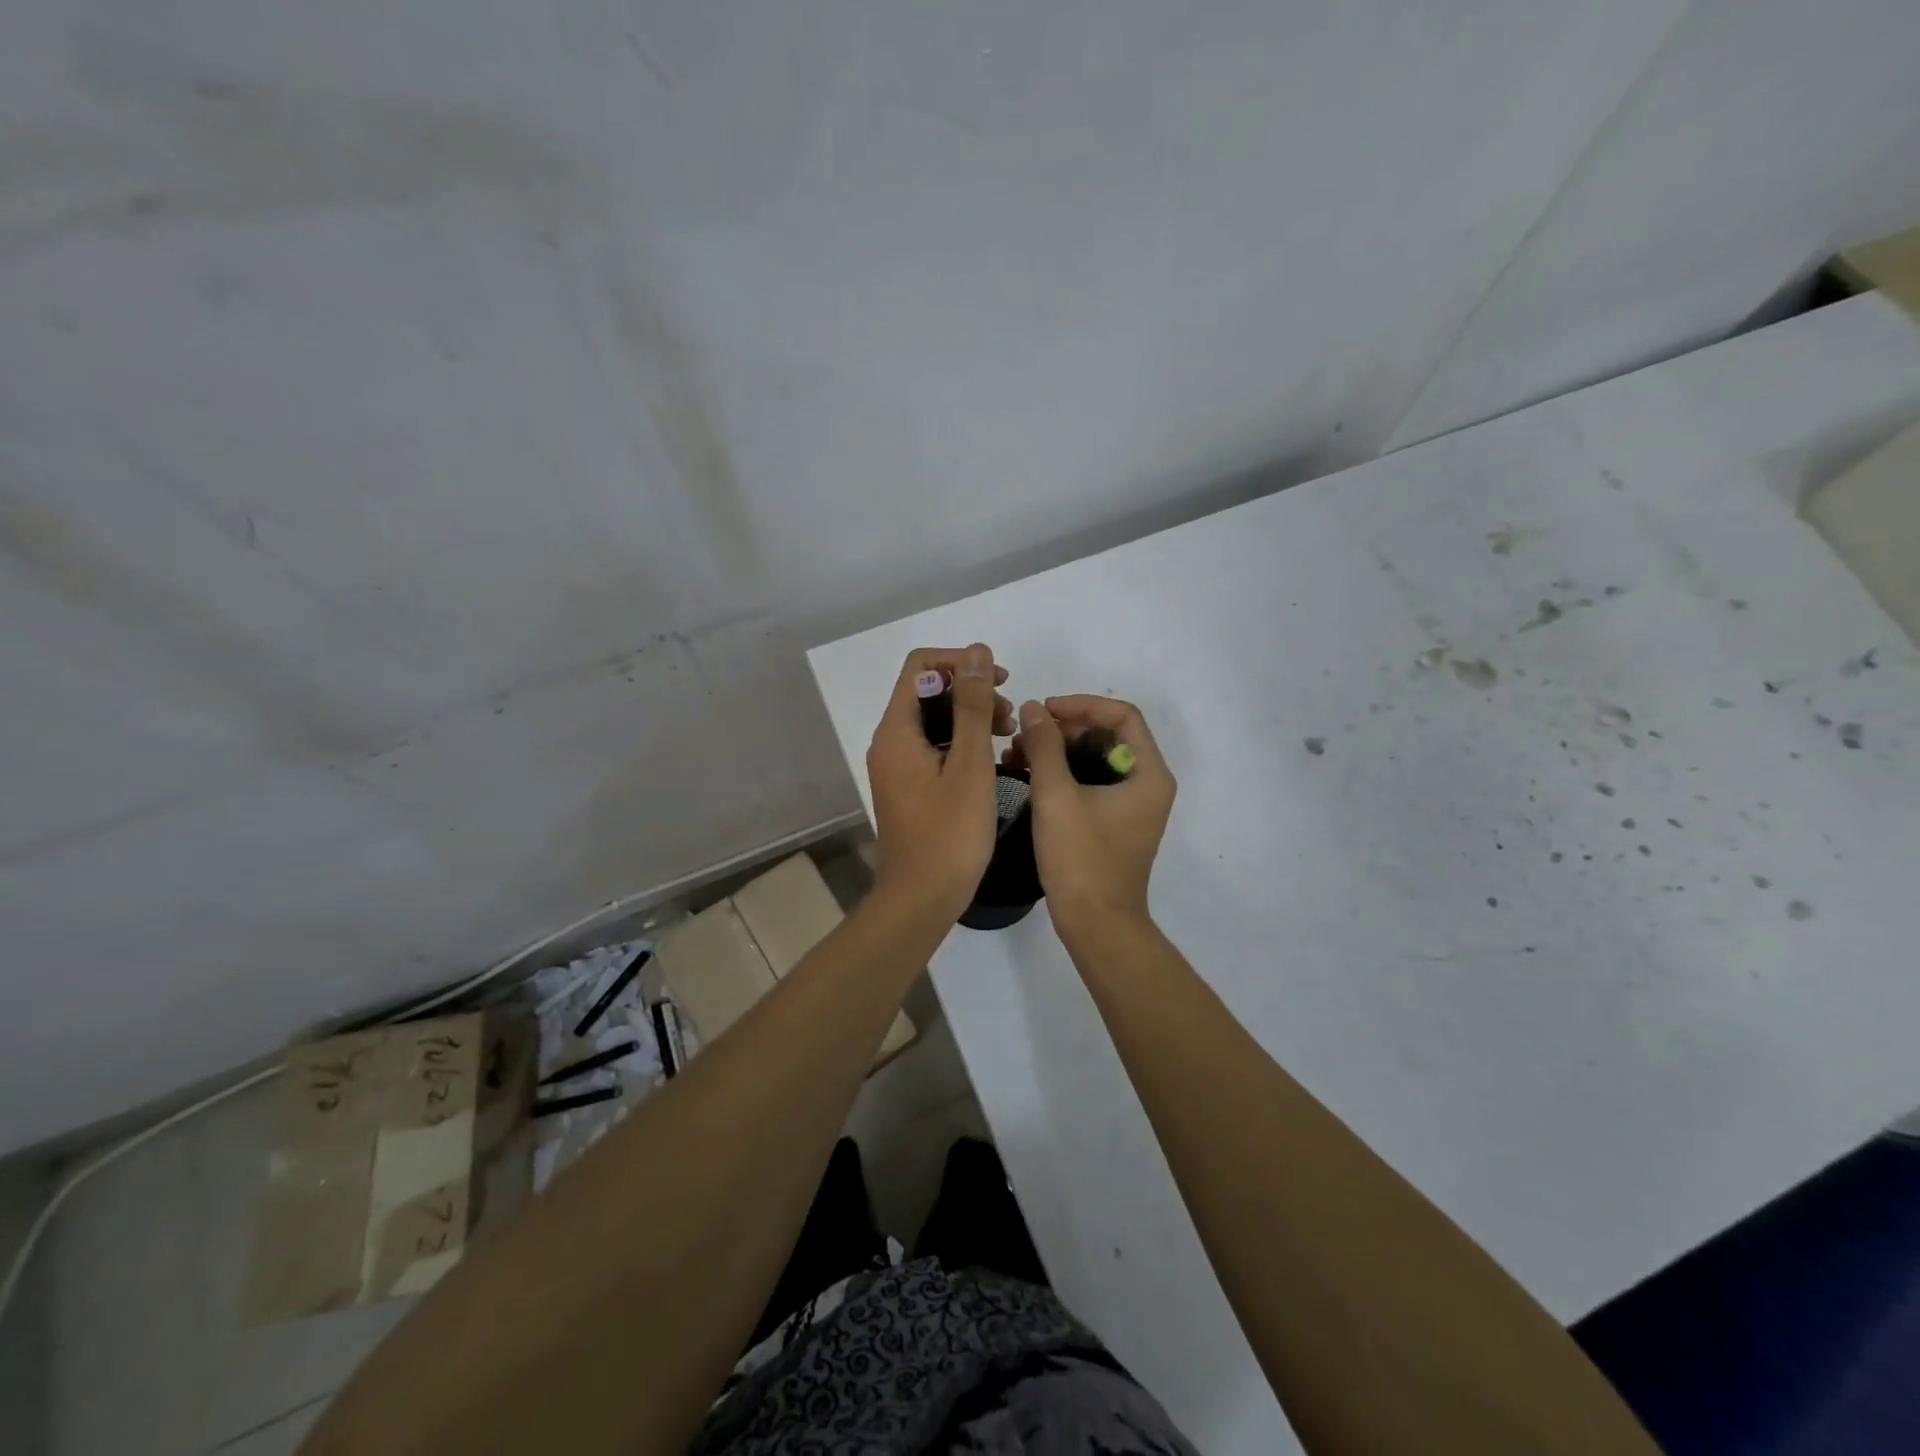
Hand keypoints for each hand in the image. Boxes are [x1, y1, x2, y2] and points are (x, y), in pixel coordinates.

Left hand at [866, 645, 1015, 920]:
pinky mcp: (908, 786)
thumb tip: (976, 652)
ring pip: (933, 720)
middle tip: (1009, 716)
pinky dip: (962, 743)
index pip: (920, 666)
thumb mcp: (970, 764)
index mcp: (897, 730)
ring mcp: (896, 766)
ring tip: (1008, 735)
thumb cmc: (950, 833)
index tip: (1000, 681)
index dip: (961, 663)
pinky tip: (991, 758)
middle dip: (970, 692)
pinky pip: (933, 747)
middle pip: (927, 691)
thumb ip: (972, 706)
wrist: (921, 898)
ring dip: (970, 717)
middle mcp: (889, 742)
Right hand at [1007, 695, 1175, 932]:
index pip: (1121, 715)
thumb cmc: (1081, 859)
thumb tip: (1033, 709)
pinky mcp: (1114, 822)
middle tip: (1026, 733)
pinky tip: (1027, 774)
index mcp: (1148, 773)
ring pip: (1095, 758)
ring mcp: (1132, 805)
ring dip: (1058, 750)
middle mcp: (1147, 784)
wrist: (1095, 925)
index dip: (1081, 705)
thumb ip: (1045, 746)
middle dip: (1065, 728)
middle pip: (1108, 735)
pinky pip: (1090, 782)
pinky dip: (1062, 773)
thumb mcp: (1057, 796)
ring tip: (1018, 753)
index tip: (1044, 710)